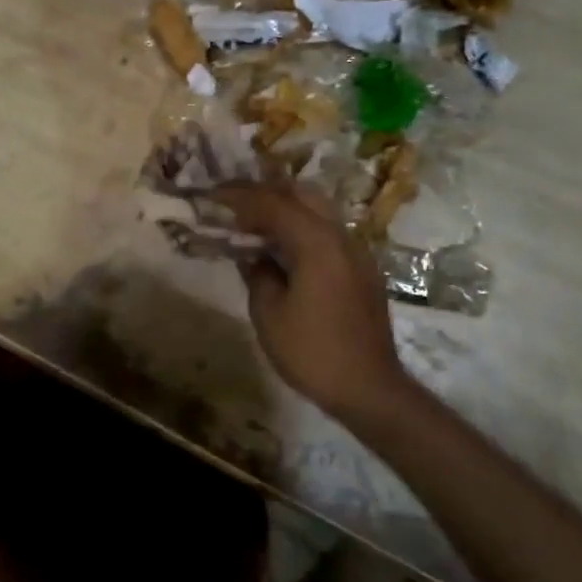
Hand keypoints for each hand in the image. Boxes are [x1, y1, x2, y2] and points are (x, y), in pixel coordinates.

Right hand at [214, 182, 409, 419]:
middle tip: (236, 204)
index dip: (240, 196)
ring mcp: (357, 253)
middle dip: (267, 193)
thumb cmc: (312, 351)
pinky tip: (285, 251)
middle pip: (303, 195)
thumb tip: (254, 256)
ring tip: (256, 225)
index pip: (273, 204)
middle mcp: (342, 237)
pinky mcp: (363, 271)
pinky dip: (303, 229)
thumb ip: (258, 274)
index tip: (214, 195)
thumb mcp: (268, 313)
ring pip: (320, 212)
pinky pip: (329, 234)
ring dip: (287, 210)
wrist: (368, 388)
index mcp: (317, 243)